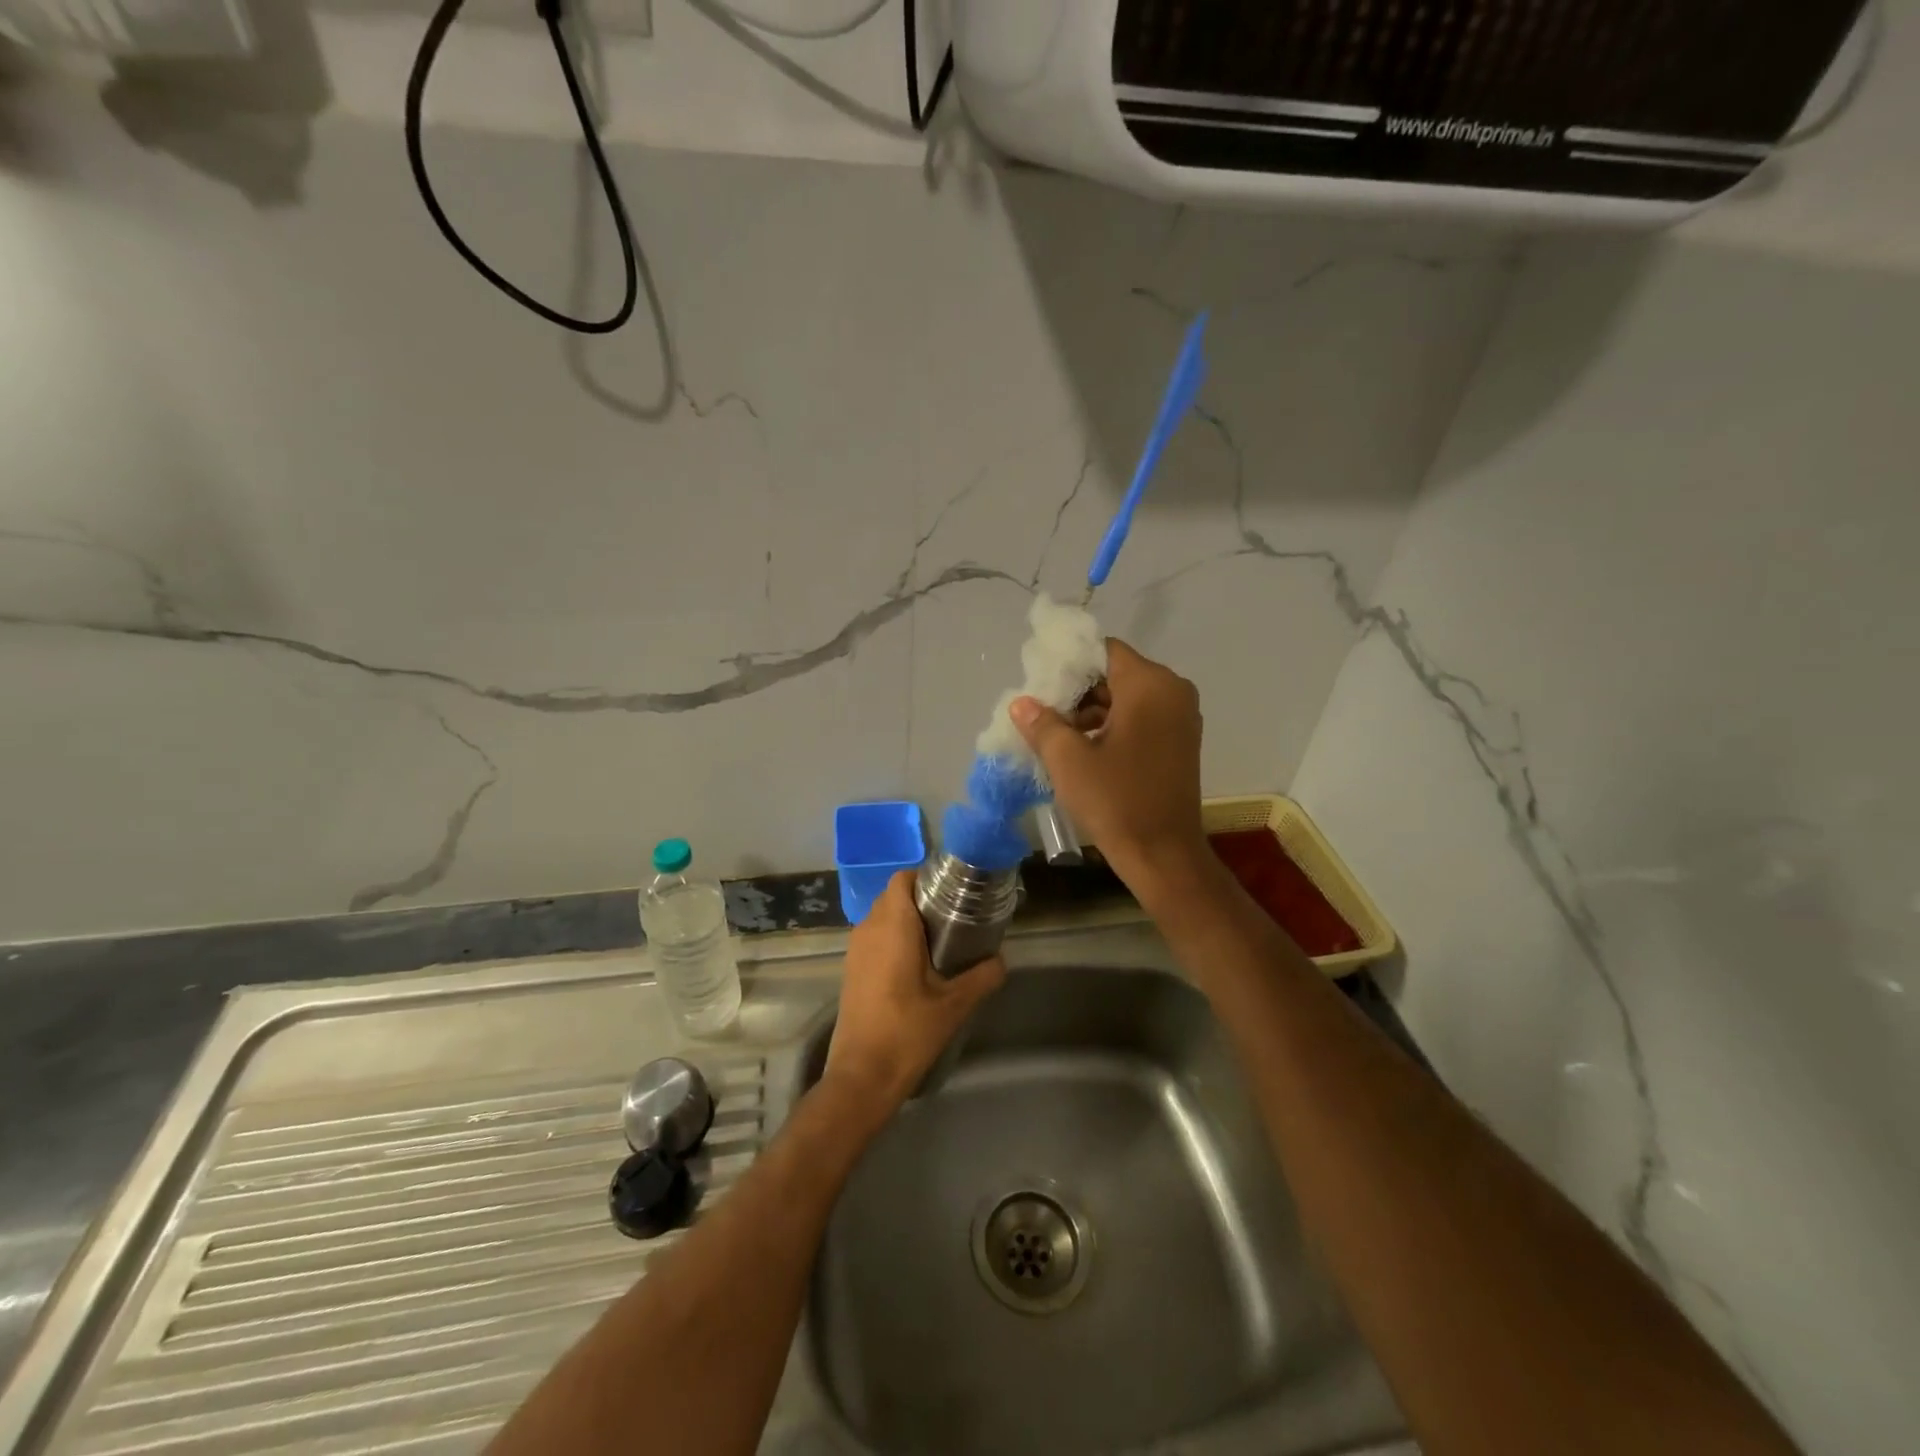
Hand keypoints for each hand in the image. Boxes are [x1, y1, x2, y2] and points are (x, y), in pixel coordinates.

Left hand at [825, 872, 1006, 1111]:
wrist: (862, 1076)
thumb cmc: (907, 1032)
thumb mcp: (954, 1005)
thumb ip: (982, 976)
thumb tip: (1000, 960)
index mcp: (893, 926)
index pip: (902, 879)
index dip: (925, 877)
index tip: (952, 891)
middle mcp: (869, 929)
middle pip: (893, 896)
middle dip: (921, 899)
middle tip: (953, 916)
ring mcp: (855, 950)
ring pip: (882, 917)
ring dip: (906, 920)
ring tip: (939, 940)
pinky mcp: (851, 970)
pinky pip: (873, 937)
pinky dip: (893, 939)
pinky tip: (916, 966)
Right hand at [1012, 639, 1209, 890]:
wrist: (1163, 855)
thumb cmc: (1116, 801)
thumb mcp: (1068, 760)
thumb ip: (1042, 723)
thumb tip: (1021, 703)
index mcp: (1150, 685)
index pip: (1103, 650)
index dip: (1068, 663)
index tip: (1039, 684)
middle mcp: (1172, 691)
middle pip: (1115, 673)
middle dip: (1076, 690)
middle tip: (1042, 712)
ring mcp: (1180, 718)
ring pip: (1126, 697)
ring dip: (1091, 710)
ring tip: (1056, 735)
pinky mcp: (1179, 742)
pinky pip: (1140, 718)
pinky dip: (1111, 726)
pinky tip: (1081, 749)